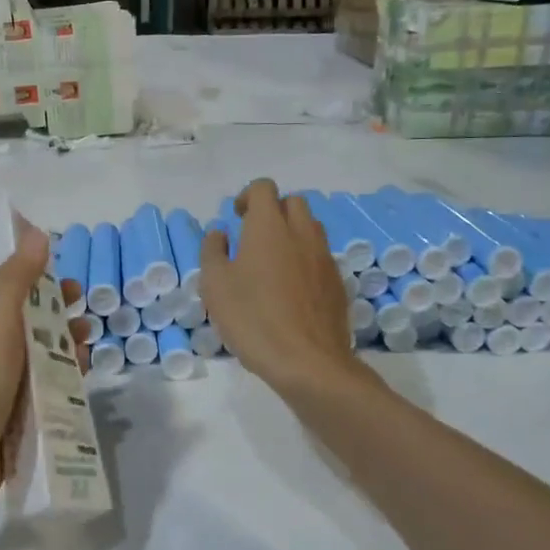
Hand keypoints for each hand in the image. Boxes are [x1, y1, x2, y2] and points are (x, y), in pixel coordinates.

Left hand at [0, 222, 89, 532]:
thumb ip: (17, 280)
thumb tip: (34, 232)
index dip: (0, 270)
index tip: (35, 264)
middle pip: (14, 314)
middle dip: (48, 304)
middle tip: (79, 297)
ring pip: (32, 349)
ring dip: (62, 337)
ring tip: (89, 334)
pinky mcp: (11, 410)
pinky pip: (41, 382)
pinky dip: (62, 372)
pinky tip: (85, 369)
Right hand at [199, 179, 358, 399]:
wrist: (308, 362)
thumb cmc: (253, 318)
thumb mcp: (215, 285)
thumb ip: (213, 251)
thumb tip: (220, 233)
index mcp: (269, 227)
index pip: (264, 188)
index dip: (248, 196)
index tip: (236, 218)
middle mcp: (302, 233)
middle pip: (293, 202)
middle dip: (273, 211)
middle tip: (253, 237)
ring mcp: (324, 257)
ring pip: (310, 228)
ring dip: (292, 233)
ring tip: (272, 262)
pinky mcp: (337, 282)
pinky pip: (320, 256)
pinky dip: (305, 259)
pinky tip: (290, 289)